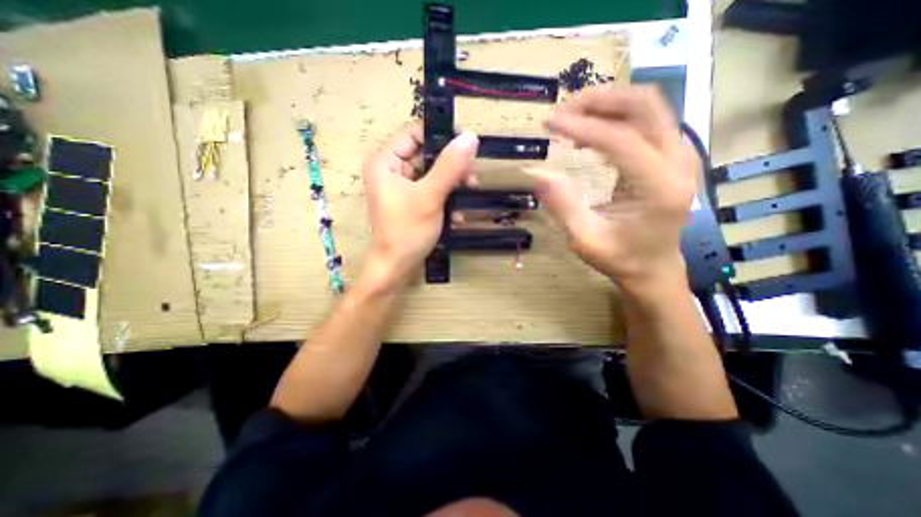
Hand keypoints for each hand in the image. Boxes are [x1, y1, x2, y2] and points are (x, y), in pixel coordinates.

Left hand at [360, 124, 479, 288]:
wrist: (396, 268)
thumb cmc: (406, 231)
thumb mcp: (430, 197)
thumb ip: (450, 167)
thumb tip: (470, 137)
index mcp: (386, 161)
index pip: (415, 133)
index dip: (441, 135)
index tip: (467, 146)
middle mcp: (392, 170)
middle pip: (427, 154)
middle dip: (452, 167)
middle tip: (471, 178)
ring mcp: (402, 187)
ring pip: (433, 174)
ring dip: (453, 185)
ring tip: (469, 195)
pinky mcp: (412, 202)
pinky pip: (432, 191)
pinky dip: (446, 199)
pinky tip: (456, 215)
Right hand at [534, 86, 698, 292]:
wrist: (654, 267)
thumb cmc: (620, 258)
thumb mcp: (585, 240)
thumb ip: (563, 207)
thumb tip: (538, 174)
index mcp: (659, 187)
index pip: (620, 139)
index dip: (581, 126)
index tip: (549, 123)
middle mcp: (677, 163)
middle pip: (644, 106)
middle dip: (599, 101)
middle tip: (563, 111)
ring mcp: (679, 155)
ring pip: (647, 107)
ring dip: (607, 105)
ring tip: (572, 118)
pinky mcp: (671, 156)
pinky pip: (645, 121)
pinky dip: (615, 118)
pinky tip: (589, 133)